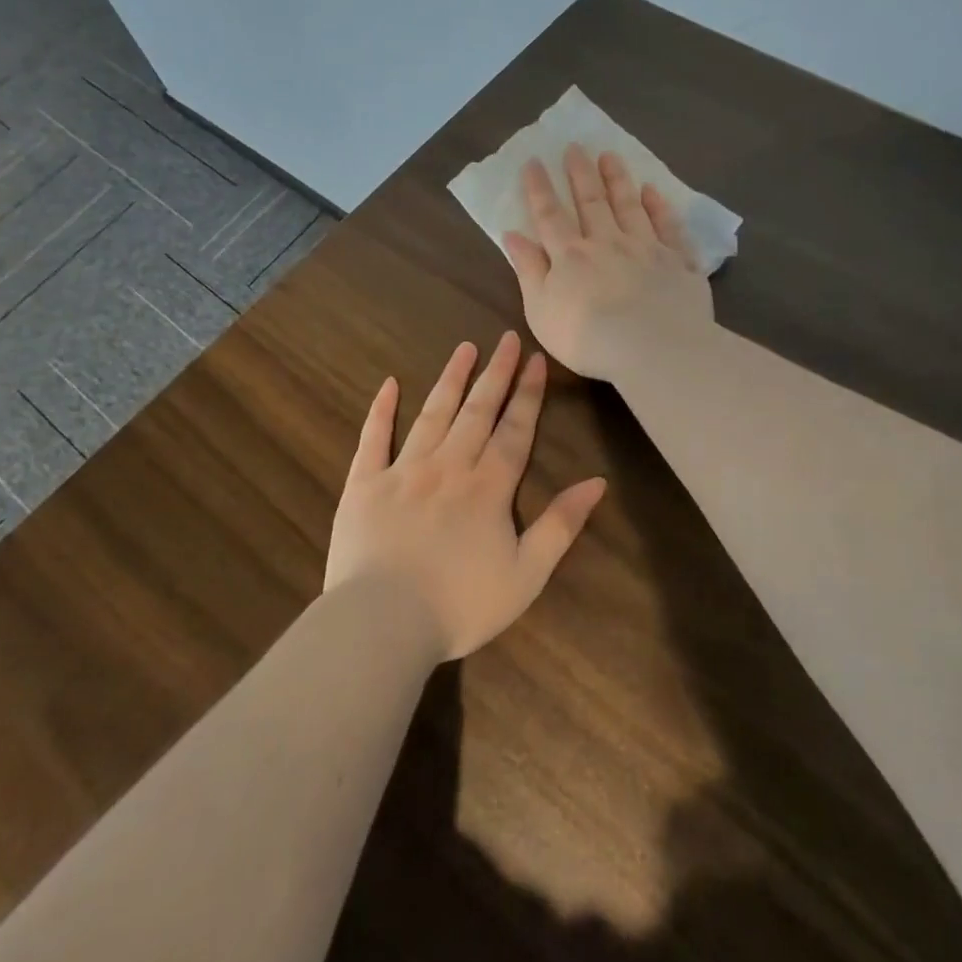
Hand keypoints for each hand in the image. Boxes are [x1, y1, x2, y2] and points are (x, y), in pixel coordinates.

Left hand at [325, 332, 607, 661]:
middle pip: (477, 411)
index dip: (528, 395)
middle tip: (506, 339)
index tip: (536, 360)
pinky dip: (382, 409)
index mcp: (488, 487)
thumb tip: (597, 482)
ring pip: (432, 414)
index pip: (515, 430)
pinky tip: (390, 384)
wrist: (383, 622)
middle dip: (495, 374)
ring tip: (465, 348)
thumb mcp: (527, 575)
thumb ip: (561, 525)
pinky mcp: (364, 483)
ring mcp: (403, 470)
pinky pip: (373, 438)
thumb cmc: (460, 605)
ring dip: (451, 379)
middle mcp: (449, 466)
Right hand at [502, 147, 713, 382]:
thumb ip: (528, 270)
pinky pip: (669, 227)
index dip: (539, 189)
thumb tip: (512, 234)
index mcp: (571, 256)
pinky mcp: (678, 263)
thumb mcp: (540, 309)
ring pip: (629, 206)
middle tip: (575, 146)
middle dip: (580, 173)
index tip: (533, 161)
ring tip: (610, 155)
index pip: (550, 216)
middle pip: (591, 202)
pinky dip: (660, 207)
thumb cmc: (586, 337)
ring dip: (618, 180)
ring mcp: (646, 249)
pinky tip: (654, 191)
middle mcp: (607, 243)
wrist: (653, 348)